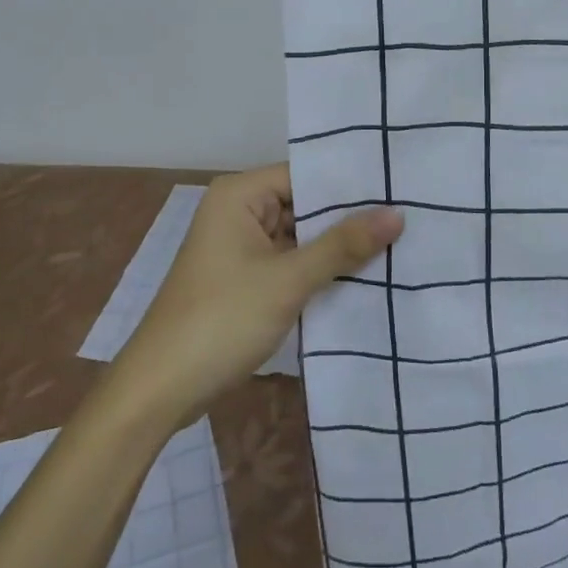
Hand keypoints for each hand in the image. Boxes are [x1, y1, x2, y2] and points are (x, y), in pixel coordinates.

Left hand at [111, 165, 402, 428]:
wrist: (159, 392)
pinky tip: (362, 274)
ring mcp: (240, 246)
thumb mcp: (288, 281)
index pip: (305, 174)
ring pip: (299, 235)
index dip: (349, 184)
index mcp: (239, 194)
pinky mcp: (244, 277)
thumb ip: (342, 246)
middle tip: (408, 216)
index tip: (399, 188)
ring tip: (398, 242)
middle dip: (347, 217)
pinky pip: (289, 260)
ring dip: (335, 246)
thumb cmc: (220, 321)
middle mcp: (238, 210)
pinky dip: (318, 268)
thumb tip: (398, 213)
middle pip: (303, 203)